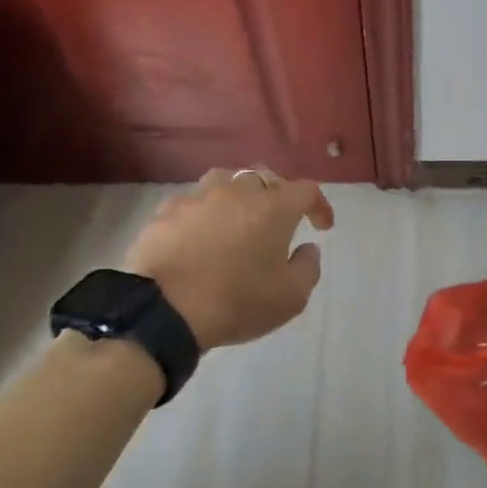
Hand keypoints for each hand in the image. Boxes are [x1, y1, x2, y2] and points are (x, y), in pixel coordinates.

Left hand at [122, 168, 334, 349]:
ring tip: (239, 218)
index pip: (307, 191)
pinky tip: (200, 232)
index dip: (319, 206)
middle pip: (265, 177)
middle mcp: (237, 191)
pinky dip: (204, 212)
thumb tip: (307, 248)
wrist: (164, 310)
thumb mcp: (291, 297)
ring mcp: (198, 197)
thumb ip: (308, 267)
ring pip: (225, 180)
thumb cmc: (237, 302)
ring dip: (239, 195)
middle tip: (280, 220)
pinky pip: (193, 202)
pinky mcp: (166, 211)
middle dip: (279, 194)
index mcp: (273, 207)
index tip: (322, 226)